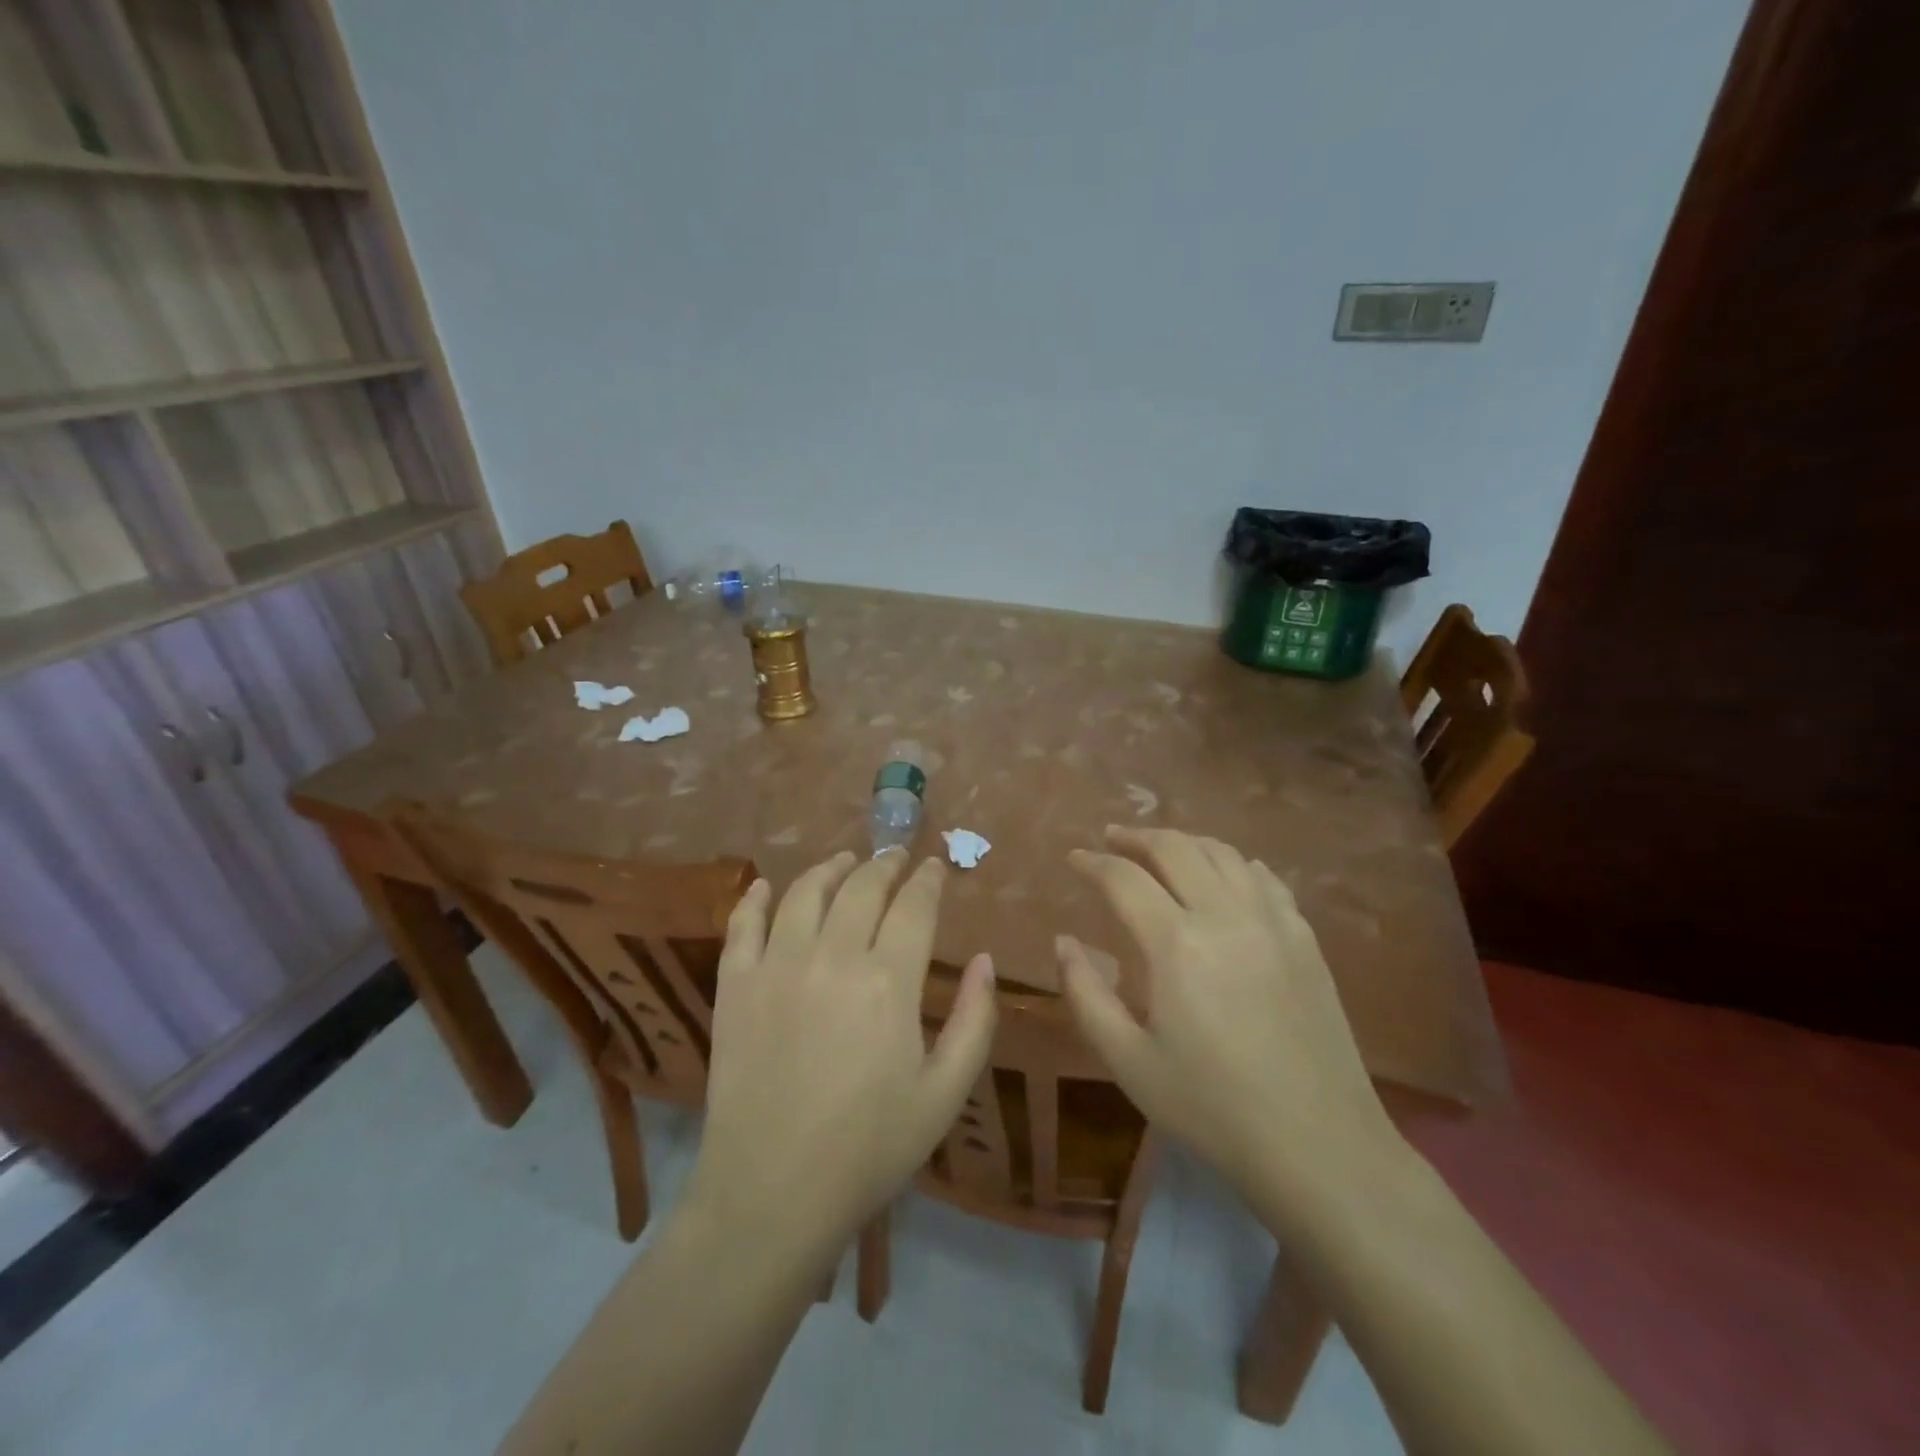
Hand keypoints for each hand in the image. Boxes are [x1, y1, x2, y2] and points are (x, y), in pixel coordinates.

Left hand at [686, 849, 996, 1261]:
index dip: (929, 880)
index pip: (914, 905)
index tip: (936, 866)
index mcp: (889, 981)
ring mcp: (776, 966)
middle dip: (885, 865)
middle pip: (862, 887)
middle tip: (896, 857)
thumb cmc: (870, 1148)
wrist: (771, 1195)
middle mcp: (832, 956)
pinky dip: (755, 898)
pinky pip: (742, 925)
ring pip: (804, 893)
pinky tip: (766, 885)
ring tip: (845, 861)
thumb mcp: (945, 1093)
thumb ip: (976, 1021)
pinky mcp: (734, 986)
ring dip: (830, 868)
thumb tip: (985, 960)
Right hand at [1057, 827, 1401, 1216]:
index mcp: (1176, 944)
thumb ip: (1086, 994)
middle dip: (1136, 837)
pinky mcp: (1304, 939)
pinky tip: (1225, 876)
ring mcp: (1272, 922)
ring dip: (1184, 842)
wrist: (1319, 1146)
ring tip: (1161, 851)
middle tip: (1111, 839)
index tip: (1073, 858)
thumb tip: (1063, 941)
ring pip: (1223, 853)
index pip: (1124, 878)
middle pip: (1175, 848)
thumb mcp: (1129, 1061)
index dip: (1092, 863)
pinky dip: (1234, 864)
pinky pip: (1264, 879)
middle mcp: (1225, 915)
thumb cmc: (1212, 1108)